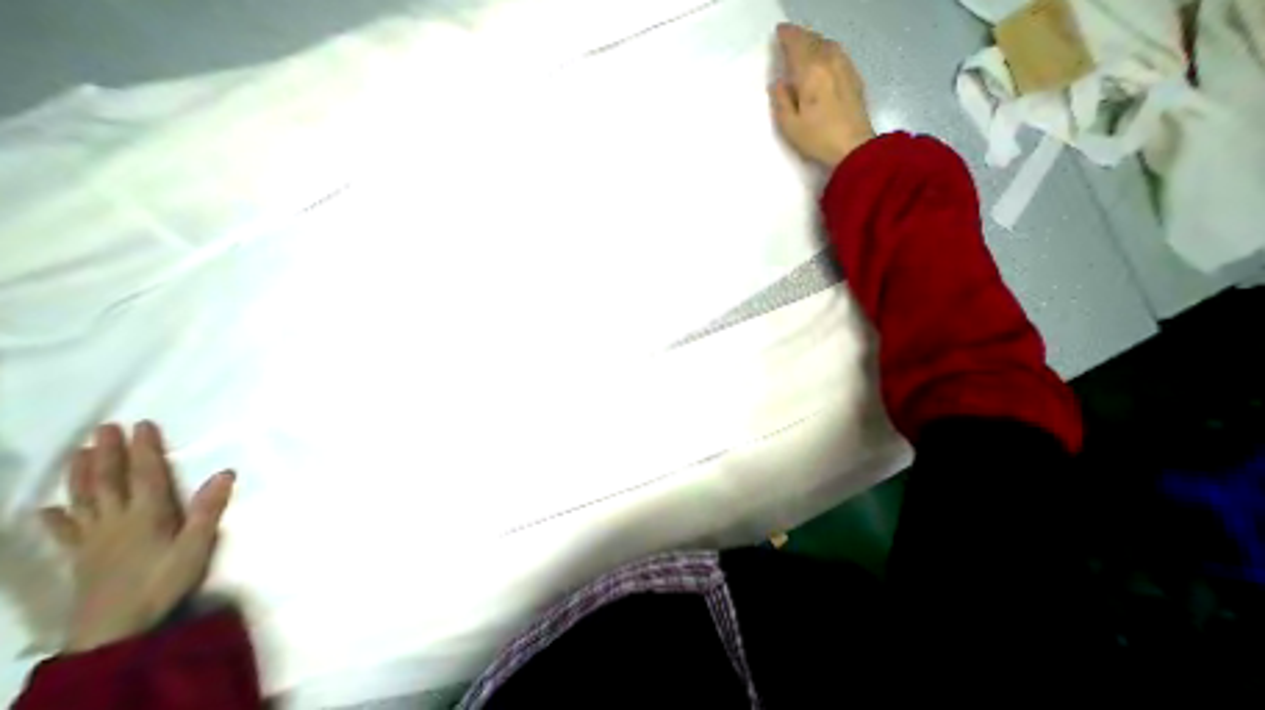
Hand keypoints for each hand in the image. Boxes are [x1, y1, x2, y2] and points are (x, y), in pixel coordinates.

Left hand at [39, 426, 233, 652]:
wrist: (113, 628)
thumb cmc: (164, 580)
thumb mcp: (197, 544)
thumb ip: (208, 508)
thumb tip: (224, 472)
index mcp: (146, 515)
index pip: (145, 475)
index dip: (143, 449)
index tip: (141, 426)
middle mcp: (115, 520)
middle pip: (108, 482)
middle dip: (106, 454)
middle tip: (103, 429)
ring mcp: (93, 538)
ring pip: (84, 500)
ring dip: (80, 475)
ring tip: (78, 453)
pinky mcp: (82, 556)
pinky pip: (66, 532)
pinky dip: (56, 517)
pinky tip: (49, 509)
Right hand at [767, 23, 874, 169]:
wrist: (853, 146)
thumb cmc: (817, 138)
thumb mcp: (790, 126)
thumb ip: (781, 102)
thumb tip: (778, 84)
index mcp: (811, 72)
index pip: (797, 45)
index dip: (788, 36)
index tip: (779, 32)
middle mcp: (829, 62)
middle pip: (814, 40)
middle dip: (800, 37)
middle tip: (789, 37)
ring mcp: (845, 66)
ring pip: (827, 44)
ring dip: (814, 41)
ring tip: (804, 47)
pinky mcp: (854, 76)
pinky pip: (837, 53)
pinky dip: (826, 50)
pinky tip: (822, 60)